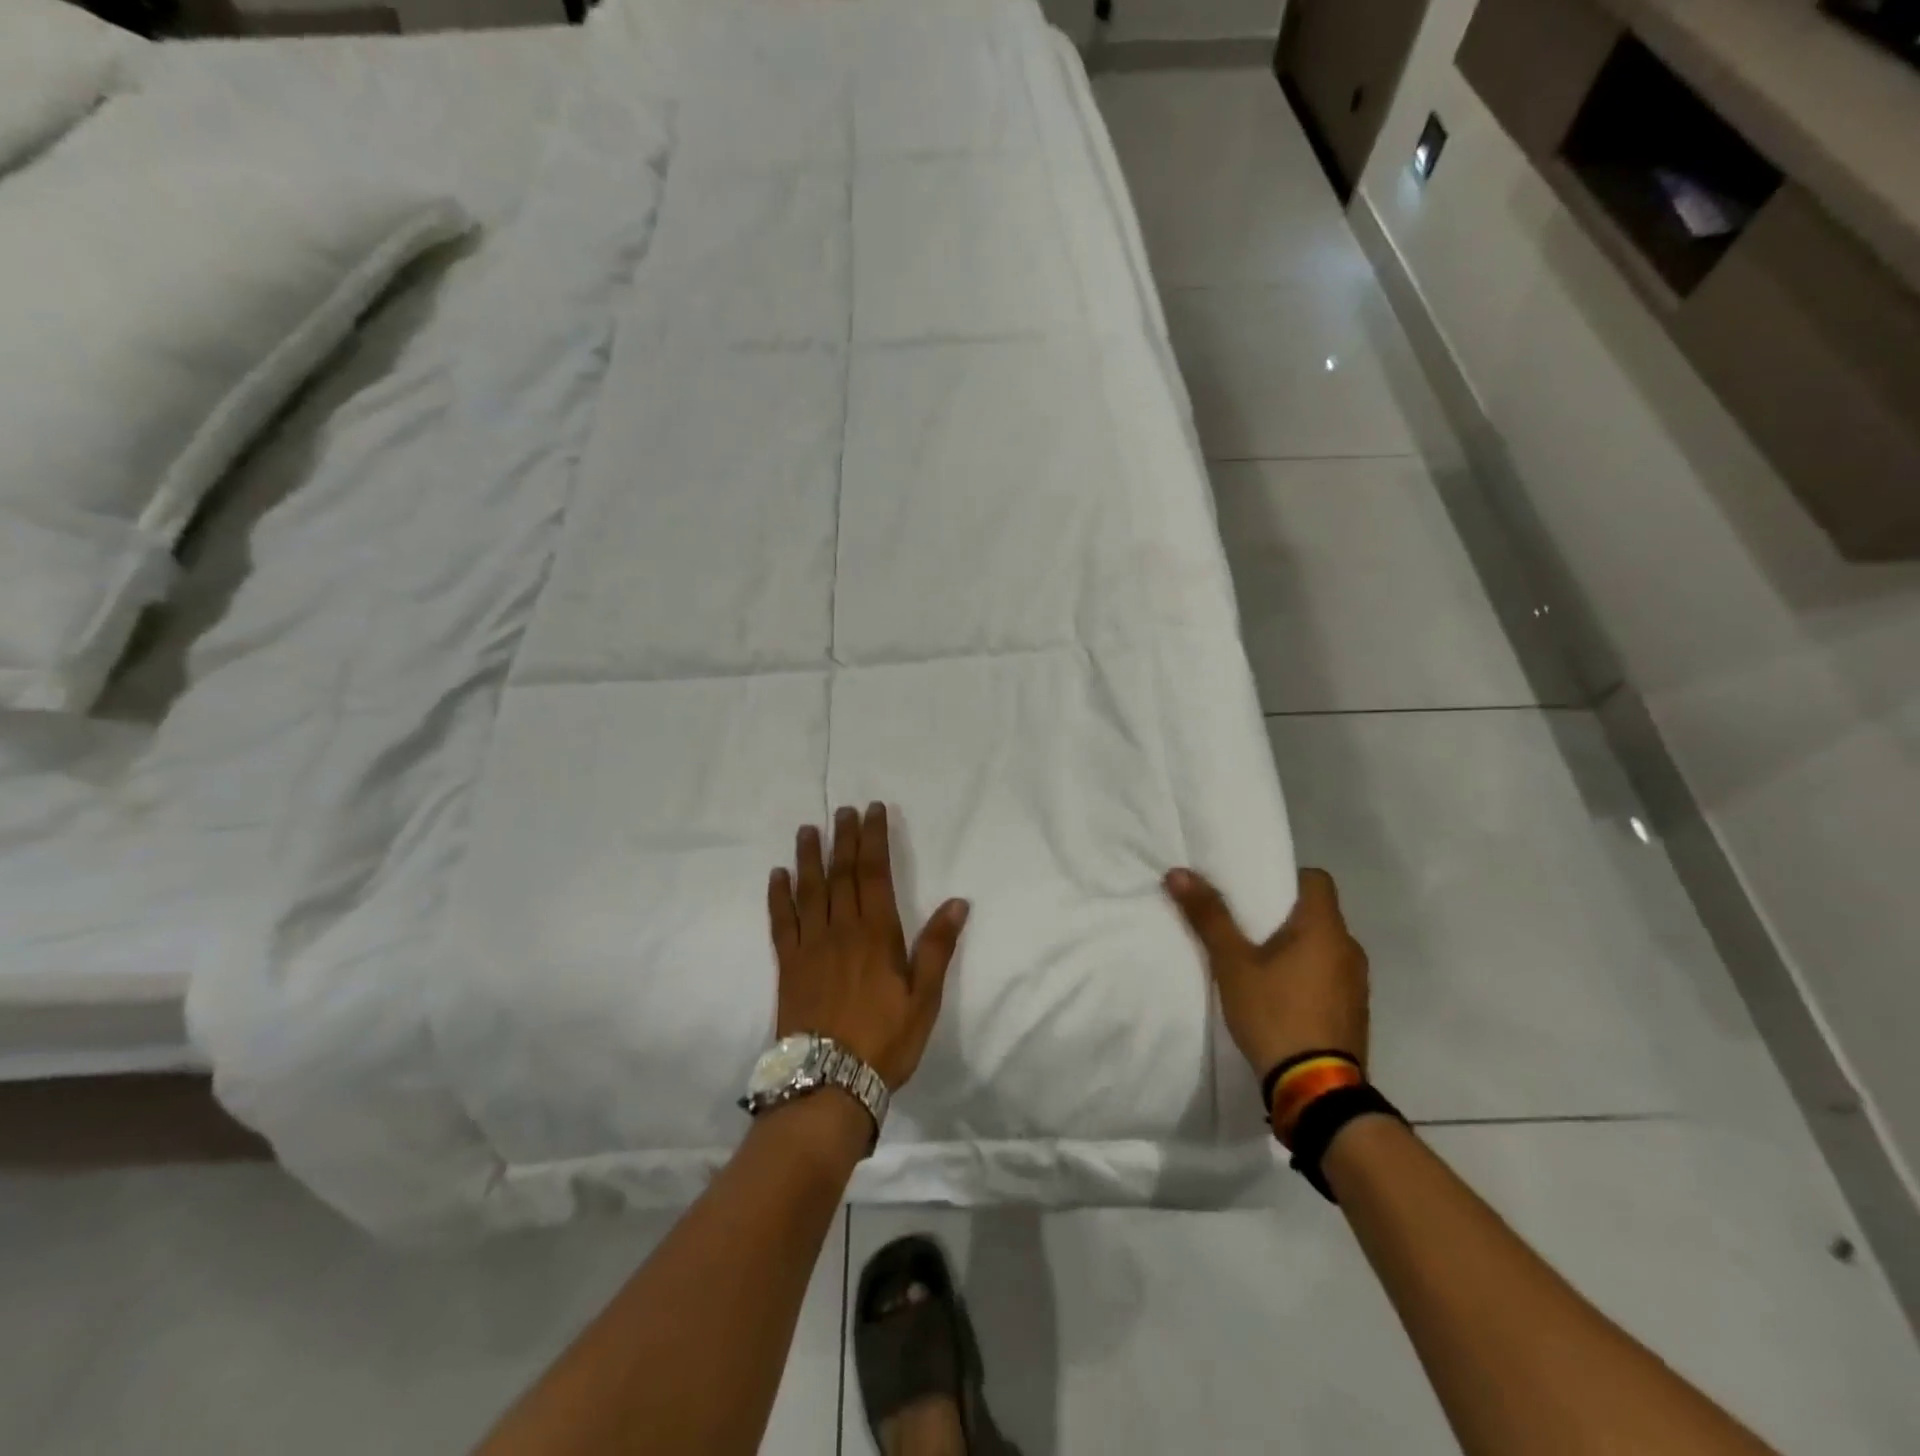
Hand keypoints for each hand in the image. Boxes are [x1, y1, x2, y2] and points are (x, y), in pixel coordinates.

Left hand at [769, 804, 969, 1090]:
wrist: (828, 1083)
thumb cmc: (885, 1040)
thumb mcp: (924, 998)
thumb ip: (937, 947)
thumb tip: (958, 902)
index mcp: (876, 933)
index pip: (875, 873)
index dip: (874, 839)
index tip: (872, 811)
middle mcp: (841, 929)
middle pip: (842, 873)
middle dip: (844, 838)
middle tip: (843, 810)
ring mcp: (810, 945)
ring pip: (809, 889)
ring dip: (809, 856)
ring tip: (809, 829)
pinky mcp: (788, 964)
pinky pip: (781, 921)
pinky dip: (779, 895)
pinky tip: (778, 875)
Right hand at [1163, 866, 1368, 1080]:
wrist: (1316, 1091)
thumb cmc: (1275, 1014)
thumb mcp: (1232, 964)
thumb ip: (1209, 917)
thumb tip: (1178, 873)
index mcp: (1325, 928)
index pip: (1315, 879)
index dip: (1286, 877)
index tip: (1255, 889)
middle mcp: (1349, 949)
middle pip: (1317, 913)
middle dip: (1282, 914)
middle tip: (1244, 922)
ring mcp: (1356, 984)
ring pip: (1323, 947)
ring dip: (1295, 947)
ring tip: (1257, 960)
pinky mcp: (1354, 1013)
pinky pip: (1329, 976)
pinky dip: (1306, 974)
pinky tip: (1278, 994)